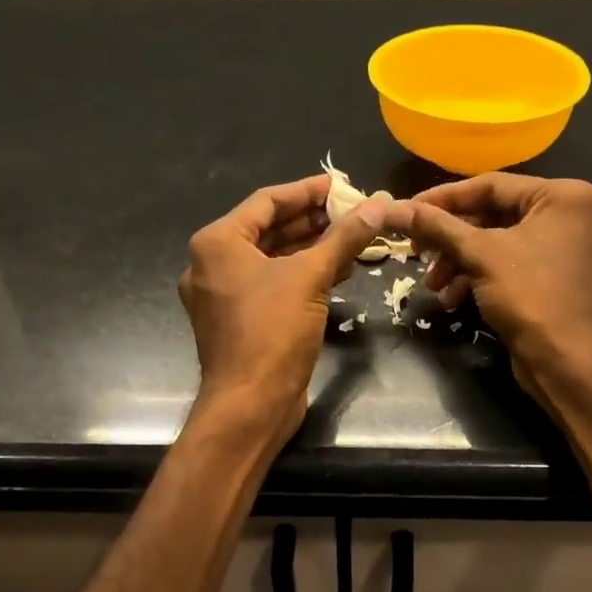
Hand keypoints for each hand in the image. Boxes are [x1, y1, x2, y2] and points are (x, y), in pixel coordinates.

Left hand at [180, 175, 387, 449]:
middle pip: (269, 230)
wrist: (250, 404)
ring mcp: (224, 297)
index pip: (267, 202)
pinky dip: (301, 278)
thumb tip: (378, 206)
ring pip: (272, 261)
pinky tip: (337, 273)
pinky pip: (272, 287)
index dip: (307, 191)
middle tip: (353, 212)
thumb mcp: (311, 278)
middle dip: (313, 222)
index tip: (342, 186)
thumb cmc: (272, 332)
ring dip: (311, 250)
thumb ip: (343, 238)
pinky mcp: (239, 323)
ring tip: (353, 240)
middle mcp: (213, 265)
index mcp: (217, 244)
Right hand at [401, 174, 591, 400]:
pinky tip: (453, 299)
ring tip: (433, 286)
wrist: (563, 361)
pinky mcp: (559, 280)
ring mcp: (568, 250)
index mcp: (563, 196)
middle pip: (495, 216)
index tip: (409, 210)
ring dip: (461, 263)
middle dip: (451, 239)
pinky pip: (513, 266)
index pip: (491, 185)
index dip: (444, 198)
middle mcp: (572, 215)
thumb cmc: (528, 296)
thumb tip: (395, 208)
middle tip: (417, 252)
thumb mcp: (479, 255)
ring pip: (500, 244)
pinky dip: (482, 277)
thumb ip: (438, 227)